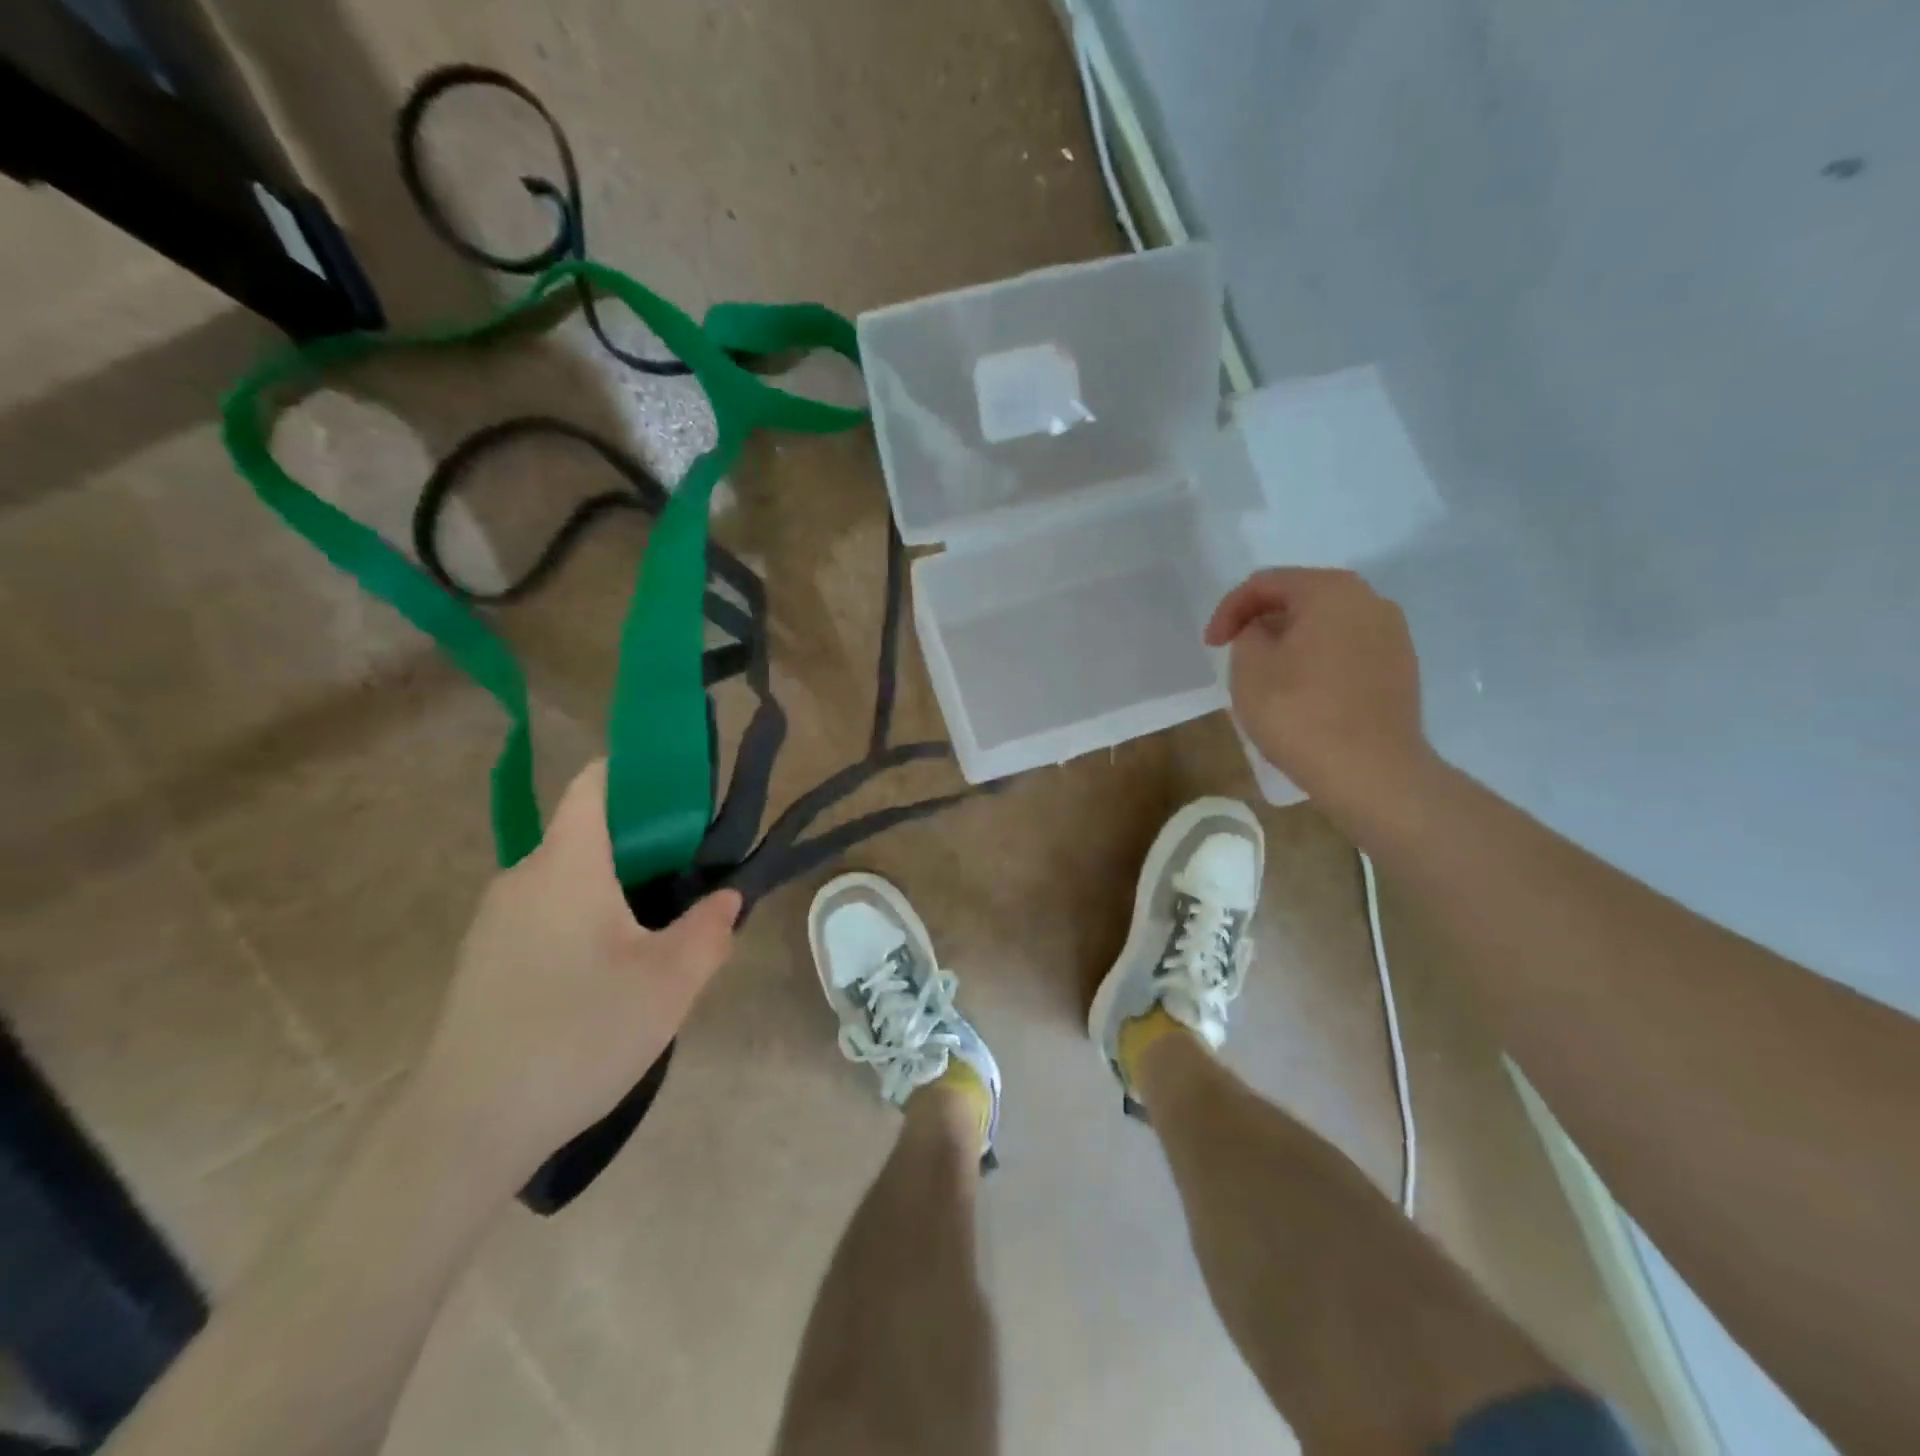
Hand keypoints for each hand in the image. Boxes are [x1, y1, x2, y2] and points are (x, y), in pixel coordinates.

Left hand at [409, 760, 739, 1192]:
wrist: (466, 1129)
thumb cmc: (579, 1034)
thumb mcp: (670, 983)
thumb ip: (710, 929)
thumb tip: (726, 897)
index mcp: (567, 864)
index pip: (596, 784)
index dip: (639, 772)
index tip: (686, 794)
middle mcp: (524, 878)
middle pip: (588, 834)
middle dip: (645, 846)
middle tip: (692, 882)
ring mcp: (496, 921)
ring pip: (570, 880)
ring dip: (617, 890)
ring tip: (659, 934)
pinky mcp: (485, 961)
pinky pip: (547, 916)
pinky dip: (586, 921)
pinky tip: (609, 977)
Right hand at [1205, 569, 1430, 801]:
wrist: (1372, 773)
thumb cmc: (1301, 713)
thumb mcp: (1249, 668)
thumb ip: (1247, 635)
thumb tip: (1264, 633)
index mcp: (1331, 590)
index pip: (1265, 583)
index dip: (1229, 610)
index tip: (1211, 646)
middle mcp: (1370, 601)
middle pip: (1300, 599)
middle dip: (1262, 623)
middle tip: (1236, 655)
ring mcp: (1393, 636)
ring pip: (1326, 627)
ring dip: (1291, 643)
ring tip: (1267, 677)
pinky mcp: (1401, 670)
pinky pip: (1347, 652)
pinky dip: (1318, 662)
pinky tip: (1302, 694)